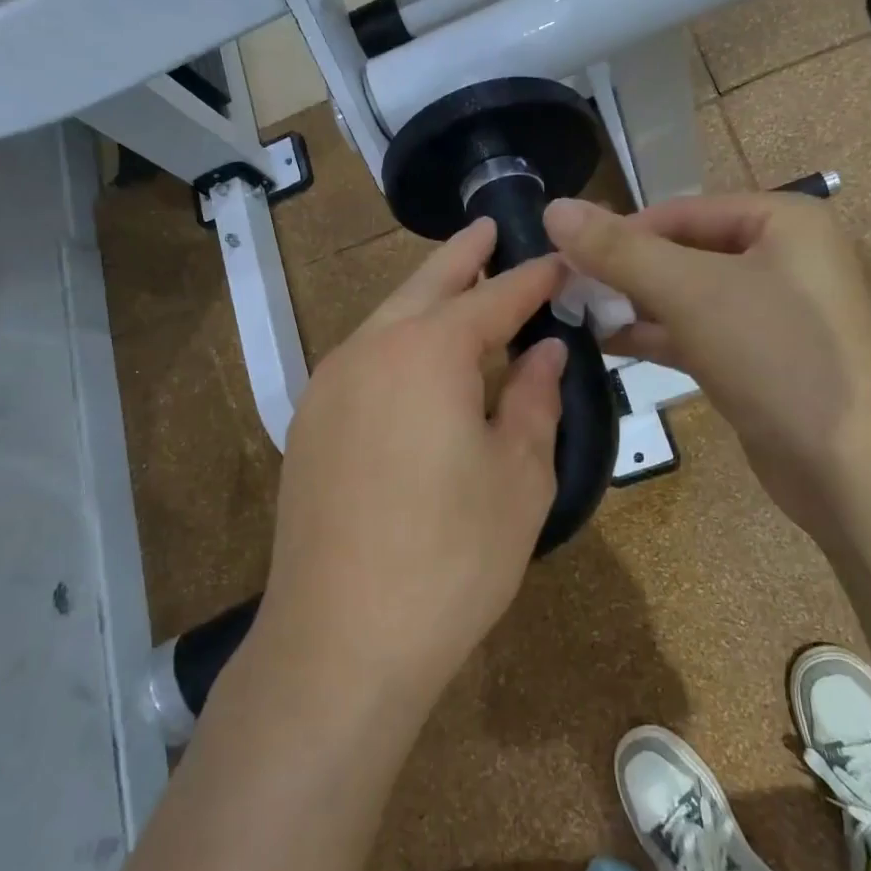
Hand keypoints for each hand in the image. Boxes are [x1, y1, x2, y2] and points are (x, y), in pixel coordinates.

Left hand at [260, 219, 567, 714]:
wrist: (340, 641)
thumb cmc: (451, 558)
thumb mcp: (520, 477)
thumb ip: (535, 400)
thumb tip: (545, 352)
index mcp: (429, 352)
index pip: (495, 297)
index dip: (532, 279)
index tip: (561, 263)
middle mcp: (371, 350)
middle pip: (425, 286)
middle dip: (463, 256)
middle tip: (490, 229)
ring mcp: (329, 385)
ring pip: (386, 319)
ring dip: (425, 299)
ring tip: (459, 287)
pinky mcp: (309, 424)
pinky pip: (363, 359)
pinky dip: (397, 342)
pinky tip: (418, 363)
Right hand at [543, 193, 870, 534]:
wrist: (851, 468)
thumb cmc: (777, 356)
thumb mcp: (692, 292)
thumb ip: (620, 250)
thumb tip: (555, 208)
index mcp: (782, 221)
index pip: (680, 212)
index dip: (619, 231)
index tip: (562, 257)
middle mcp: (781, 258)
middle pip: (682, 251)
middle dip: (623, 271)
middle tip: (563, 289)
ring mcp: (771, 312)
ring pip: (686, 295)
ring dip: (633, 303)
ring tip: (573, 314)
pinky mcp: (758, 359)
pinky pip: (696, 332)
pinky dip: (655, 334)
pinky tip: (605, 341)